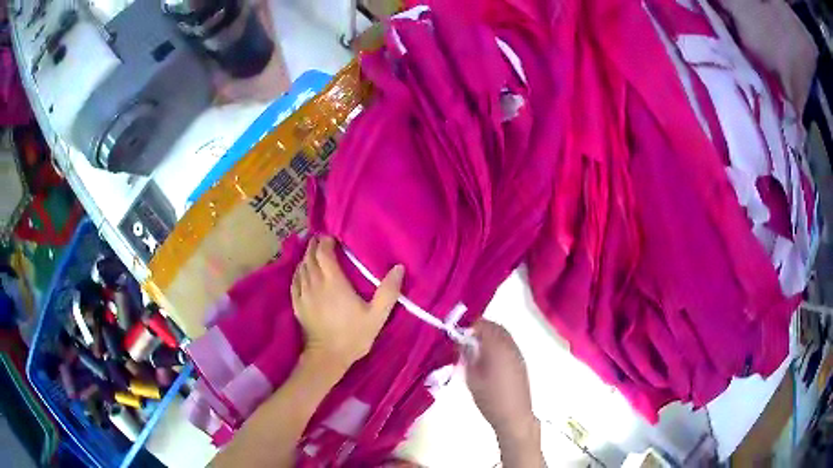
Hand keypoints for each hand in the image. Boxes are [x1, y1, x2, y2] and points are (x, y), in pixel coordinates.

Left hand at [291, 236, 403, 373]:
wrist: (327, 357)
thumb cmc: (354, 336)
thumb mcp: (377, 316)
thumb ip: (388, 291)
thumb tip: (398, 268)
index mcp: (334, 282)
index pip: (324, 253)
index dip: (326, 241)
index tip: (332, 236)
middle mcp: (315, 283)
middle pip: (310, 257)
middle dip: (315, 245)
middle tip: (323, 239)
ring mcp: (303, 293)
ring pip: (301, 267)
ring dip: (307, 256)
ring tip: (314, 251)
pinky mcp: (296, 303)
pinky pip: (294, 280)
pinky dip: (298, 271)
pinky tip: (302, 271)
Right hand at [463, 320, 536, 440]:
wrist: (514, 416)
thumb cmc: (490, 399)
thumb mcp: (472, 379)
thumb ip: (467, 357)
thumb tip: (463, 343)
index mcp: (497, 348)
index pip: (484, 326)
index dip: (471, 326)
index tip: (460, 333)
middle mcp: (510, 347)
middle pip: (496, 328)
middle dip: (481, 329)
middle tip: (466, 339)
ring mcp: (518, 354)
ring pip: (504, 336)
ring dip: (490, 336)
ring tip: (475, 349)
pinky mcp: (521, 363)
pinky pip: (509, 345)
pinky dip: (498, 344)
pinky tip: (488, 359)